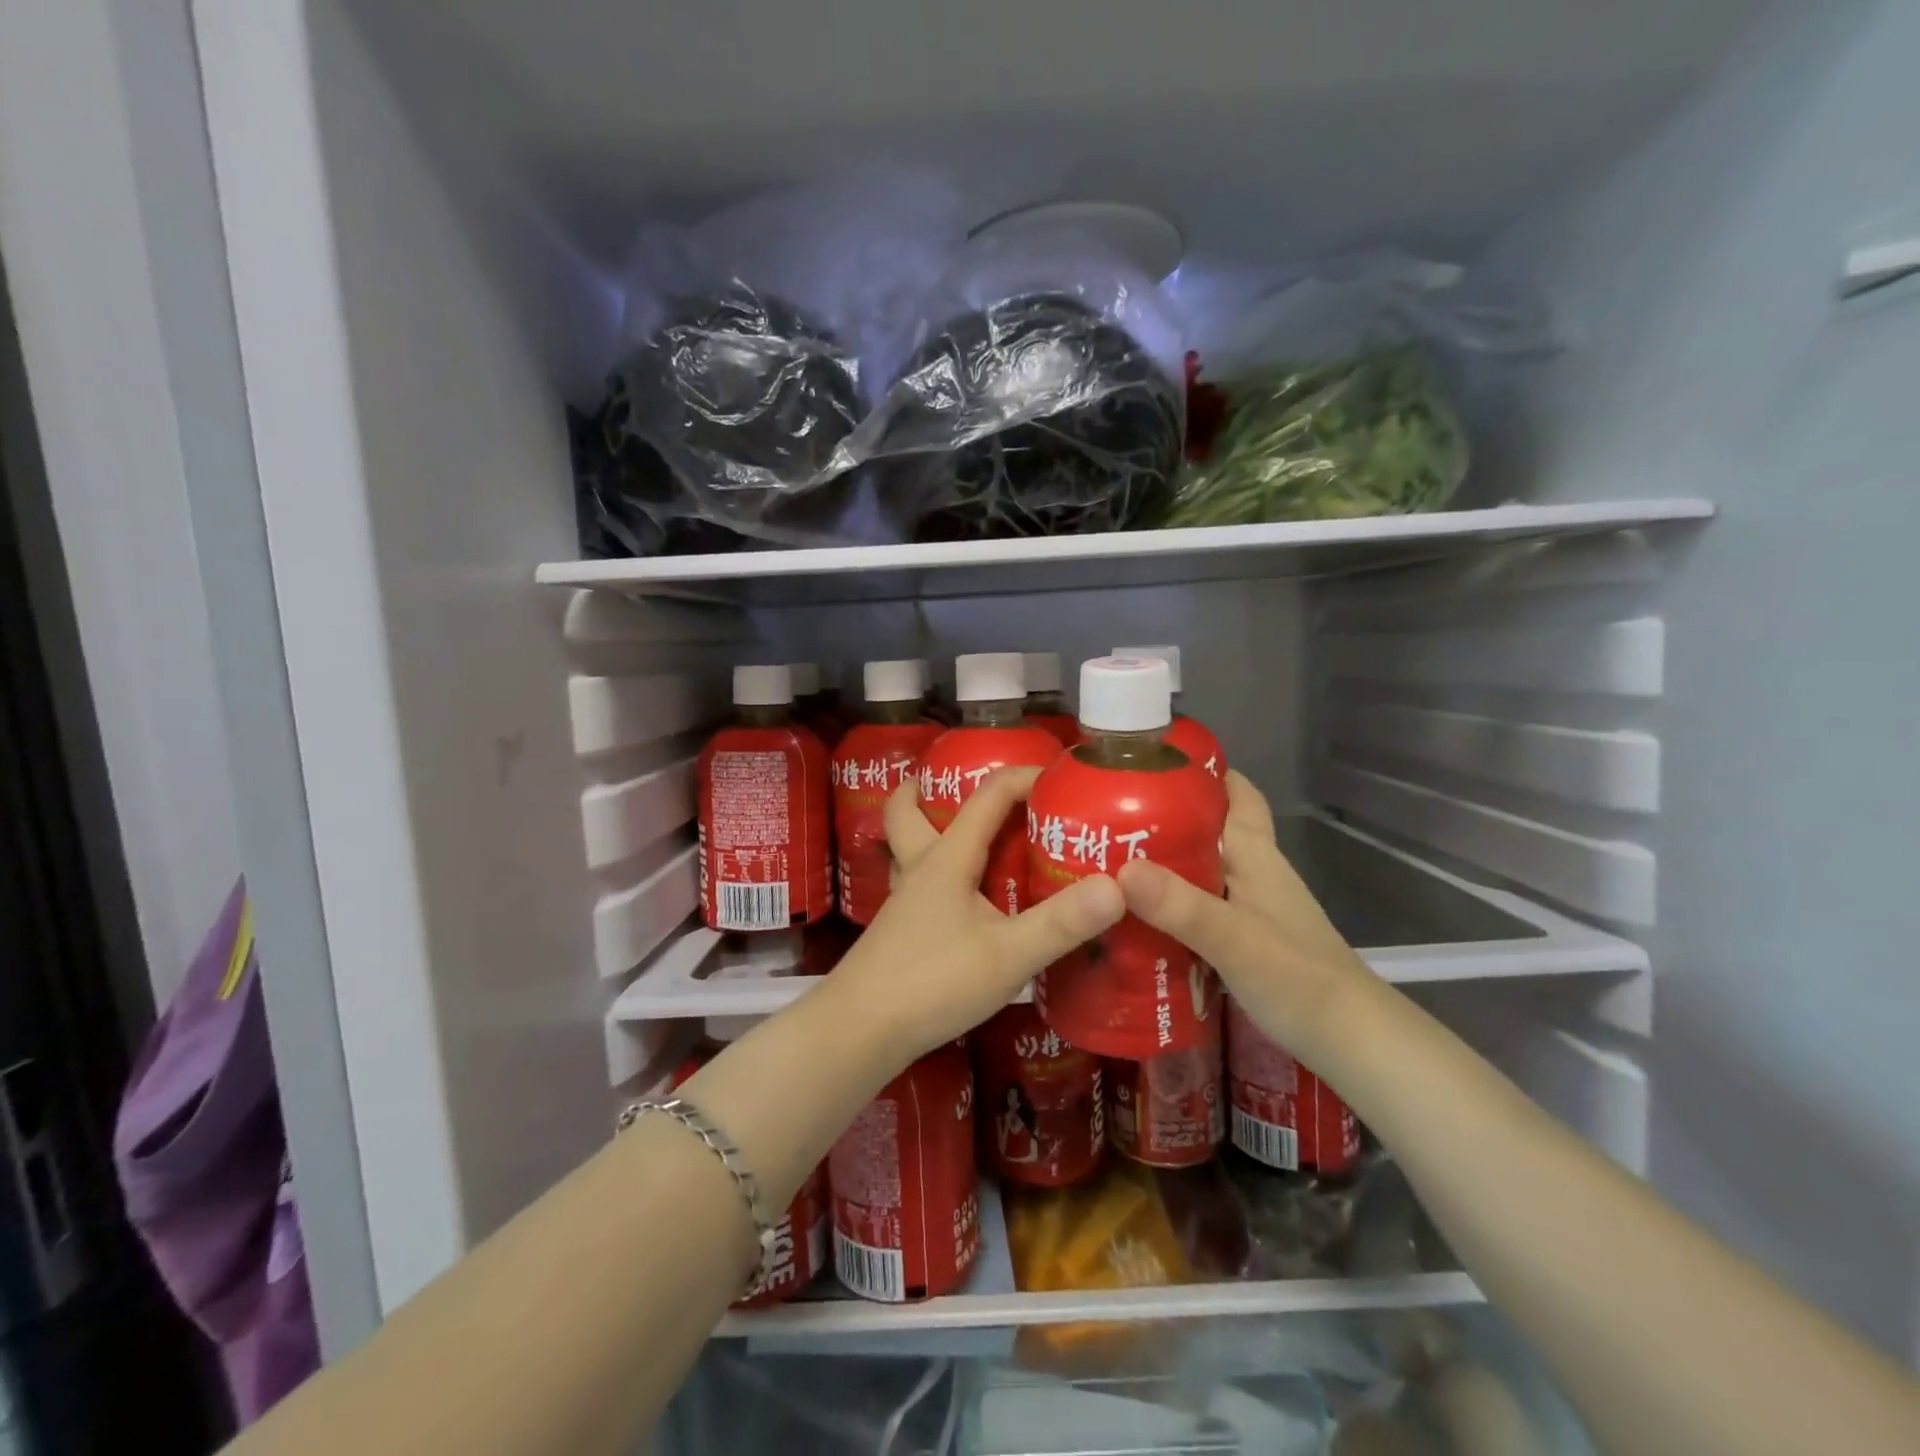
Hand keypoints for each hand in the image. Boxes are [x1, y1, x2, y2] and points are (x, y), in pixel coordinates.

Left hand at [825, 768, 1124, 1068]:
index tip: (1062, 778)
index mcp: (947, 858)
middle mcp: (920, 868)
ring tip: (972, 837)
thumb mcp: (1008, 955)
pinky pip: (919, 882)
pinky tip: (964, 899)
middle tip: (980, 792)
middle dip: (936, 787)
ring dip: (930, 826)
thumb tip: (1118, 887)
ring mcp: (905, 900)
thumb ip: (1061, 922)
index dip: (1024, 776)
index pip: (988, 796)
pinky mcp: (901, 929)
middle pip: (910, 808)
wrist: (859, 1031)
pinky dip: (939, 872)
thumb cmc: (932, 982)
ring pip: (909, 844)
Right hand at [1114, 770, 1375, 1064]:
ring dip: (1165, 858)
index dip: (1201, 770)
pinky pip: (1200, 902)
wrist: (1351, 1041)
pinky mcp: (1246, 937)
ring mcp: (1252, 906)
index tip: (1150, 760)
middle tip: (1109, 812)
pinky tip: (1139, 913)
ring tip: (1110, 857)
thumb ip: (1179, 906)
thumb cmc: (1298, 978)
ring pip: (1202, 866)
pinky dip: (1171, 899)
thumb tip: (1119, 871)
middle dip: (1166, 814)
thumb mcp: (1233, 939)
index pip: (1235, 793)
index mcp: (1256, 855)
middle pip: (1210, 828)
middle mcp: (1254, 871)